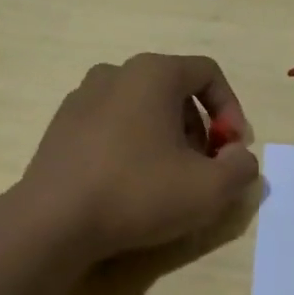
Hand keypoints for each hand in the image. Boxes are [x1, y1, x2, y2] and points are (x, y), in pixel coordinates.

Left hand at [18, 53, 259, 260]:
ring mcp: (81, 97)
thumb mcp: (209, 189)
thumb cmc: (137, 193)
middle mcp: (115, 73)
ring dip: (165, 137)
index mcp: (152, 73)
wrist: (52, 221)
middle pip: (174, 90)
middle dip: (198, 127)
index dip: (231, 110)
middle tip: (202, 168)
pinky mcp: (61, 126)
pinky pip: (111, 125)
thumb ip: (241, 168)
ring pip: (141, 108)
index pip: (207, 73)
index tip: (232, 149)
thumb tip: (239, 158)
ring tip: (167, 179)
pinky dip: (130, 144)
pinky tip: (128, 184)